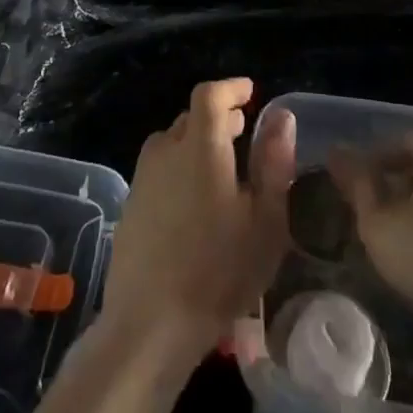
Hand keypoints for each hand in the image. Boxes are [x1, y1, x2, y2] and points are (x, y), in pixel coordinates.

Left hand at [102, 78, 295, 361]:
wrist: (150, 324)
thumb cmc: (219, 270)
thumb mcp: (265, 219)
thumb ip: (274, 161)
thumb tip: (281, 116)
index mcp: (199, 146)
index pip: (210, 95)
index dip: (231, 88)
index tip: (251, 93)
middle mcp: (166, 151)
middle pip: (191, 118)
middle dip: (218, 117)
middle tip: (244, 130)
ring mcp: (143, 178)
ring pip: (172, 143)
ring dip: (197, 141)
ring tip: (223, 163)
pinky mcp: (132, 205)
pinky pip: (160, 169)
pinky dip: (180, 166)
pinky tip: (196, 199)